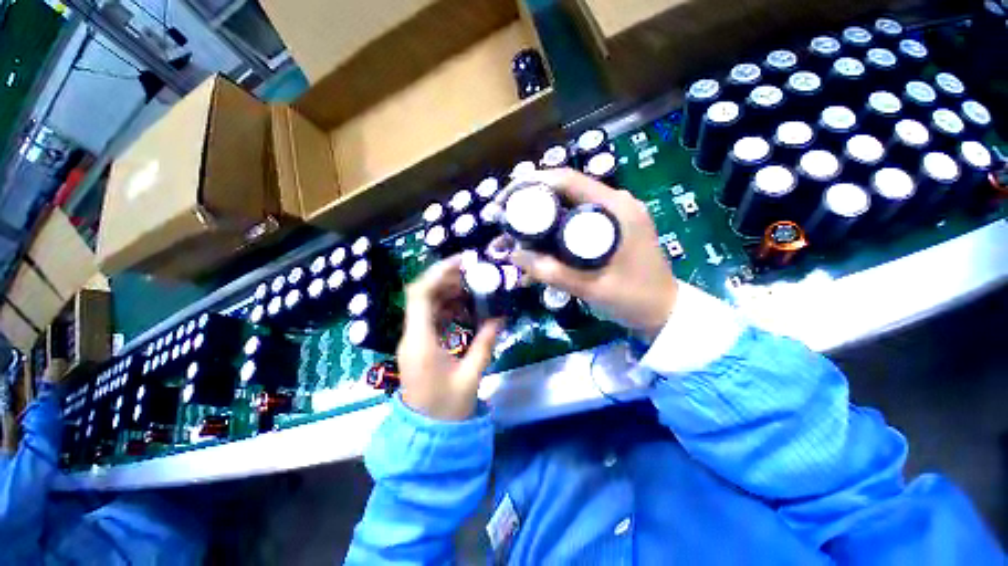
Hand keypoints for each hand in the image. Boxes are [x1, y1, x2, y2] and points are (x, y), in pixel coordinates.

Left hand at [397, 256, 502, 420]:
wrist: (427, 434)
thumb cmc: (447, 409)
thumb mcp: (471, 375)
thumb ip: (485, 343)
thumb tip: (500, 317)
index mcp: (420, 342)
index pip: (420, 295)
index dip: (439, 273)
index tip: (462, 262)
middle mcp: (411, 335)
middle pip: (423, 295)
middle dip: (448, 279)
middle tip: (474, 273)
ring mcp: (414, 340)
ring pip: (427, 304)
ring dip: (449, 292)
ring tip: (473, 288)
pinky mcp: (420, 344)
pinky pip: (432, 317)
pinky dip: (448, 308)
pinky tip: (466, 308)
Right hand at [508, 168, 677, 339]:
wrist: (664, 313)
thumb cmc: (635, 299)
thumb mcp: (592, 288)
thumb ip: (553, 273)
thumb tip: (515, 255)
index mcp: (616, 208)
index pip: (567, 180)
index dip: (530, 185)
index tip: (504, 201)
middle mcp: (613, 204)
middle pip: (561, 195)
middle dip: (527, 208)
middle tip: (503, 225)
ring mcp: (609, 218)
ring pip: (563, 213)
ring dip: (535, 227)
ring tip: (510, 245)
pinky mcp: (605, 232)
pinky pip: (571, 229)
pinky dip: (550, 240)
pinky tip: (533, 259)